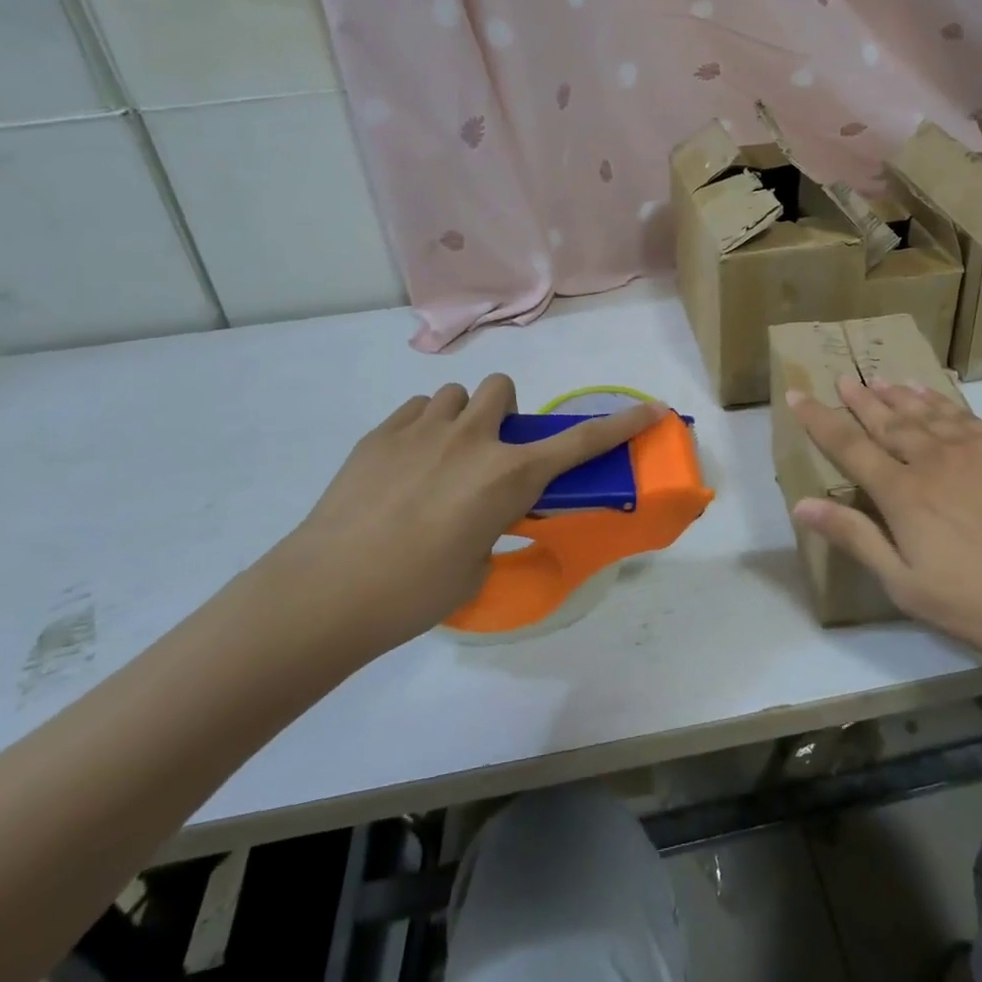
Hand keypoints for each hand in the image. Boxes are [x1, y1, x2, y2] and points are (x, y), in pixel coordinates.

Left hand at [269, 376, 663, 658]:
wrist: (329, 589)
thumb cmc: (415, 592)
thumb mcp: (476, 566)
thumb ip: (490, 528)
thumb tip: (477, 517)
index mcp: (508, 476)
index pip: (580, 443)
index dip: (621, 424)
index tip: (652, 408)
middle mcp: (473, 439)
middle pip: (503, 390)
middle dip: (503, 413)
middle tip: (487, 454)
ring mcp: (424, 429)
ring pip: (456, 395)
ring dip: (460, 418)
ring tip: (439, 458)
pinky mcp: (382, 433)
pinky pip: (417, 411)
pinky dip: (423, 428)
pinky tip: (403, 465)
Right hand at [788, 377, 981, 677]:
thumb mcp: (907, 586)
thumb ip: (855, 538)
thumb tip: (801, 504)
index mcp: (904, 493)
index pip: (849, 446)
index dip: (820, 419)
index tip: (798, 395)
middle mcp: (935, 458)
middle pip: (888, 420)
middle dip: (860, 399)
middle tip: (843, 379)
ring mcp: (978, 448)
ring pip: (927, 411)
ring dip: (899, 395)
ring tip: (881, 380)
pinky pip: (965, 415)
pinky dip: (941, 402)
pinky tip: (934, 398)